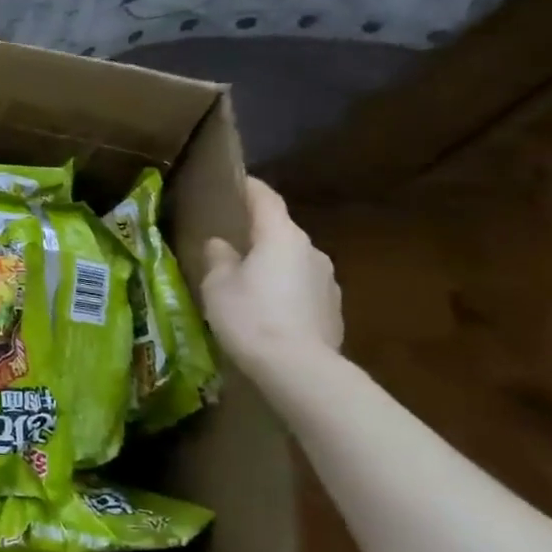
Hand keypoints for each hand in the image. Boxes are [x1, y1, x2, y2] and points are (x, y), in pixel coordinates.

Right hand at [200, 178, 343, 362]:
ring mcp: (328, 281)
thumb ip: (218, 258)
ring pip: (293, 261)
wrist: (299, 370)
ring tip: (247, 281)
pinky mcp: (333, 309)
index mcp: (281, 236)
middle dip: (257, 233)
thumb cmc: (250, 316)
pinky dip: (284, 290)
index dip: (249, 187)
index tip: (235, 181)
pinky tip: (267, 310)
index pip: (265, 198)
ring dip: (272, 265)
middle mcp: (311, 250)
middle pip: (280, 231)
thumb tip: (221, 244)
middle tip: (231, 241)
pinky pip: (302, 288)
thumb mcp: (217, 285)